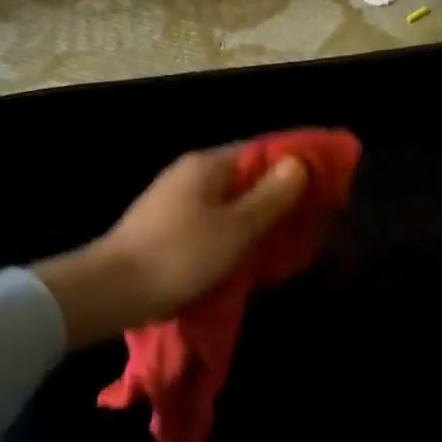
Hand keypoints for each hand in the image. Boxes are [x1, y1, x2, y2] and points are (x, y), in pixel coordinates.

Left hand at [35, 145, 308, 347]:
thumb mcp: (235, 228)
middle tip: (316, 215)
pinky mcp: (170, 228)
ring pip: (233, 201)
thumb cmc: (179, 256)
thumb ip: (270, 196)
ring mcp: (177, 202)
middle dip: (282, 193)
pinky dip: (239, 232)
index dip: (297, 163)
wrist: (112, 291)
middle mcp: (192, 176)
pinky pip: (216, 222)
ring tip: (293, 236)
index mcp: (208, 166)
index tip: (328, 181)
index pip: (263, 150)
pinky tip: (254, 252)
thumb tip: (299, 163)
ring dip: (262, 215)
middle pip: (248, 176)